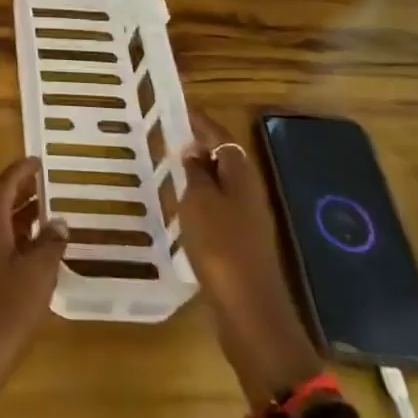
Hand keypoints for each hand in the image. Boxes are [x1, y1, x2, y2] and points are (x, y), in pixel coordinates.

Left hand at [0, 157, 65, 417]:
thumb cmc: (3, 313)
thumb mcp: (36, 277)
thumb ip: (50, 245)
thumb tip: (59, 222)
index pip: (4, 183)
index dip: (22, 170)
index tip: (39, 160)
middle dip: (20, 190)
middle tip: (47, 185)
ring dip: (18, 216)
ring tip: (46, 216)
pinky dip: (13, 239)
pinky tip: (32, 255)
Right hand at [178, 109, 323, 403]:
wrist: (249, 311)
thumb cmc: (221, 247)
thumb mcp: (199, 201)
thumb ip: (195, 172)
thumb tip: (194, 150)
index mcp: (241, 174)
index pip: (220, 135)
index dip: (199, 120)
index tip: (176, 106)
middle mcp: (249, 192)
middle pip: (224, 158)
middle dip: (198, 145)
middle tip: (167, 136)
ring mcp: (248, 220)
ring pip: (221, 185)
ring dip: (198, 174)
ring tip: (168, 168)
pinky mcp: (241, 244)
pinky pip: (218, 209)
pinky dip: (200, 201)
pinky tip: (181, 208)